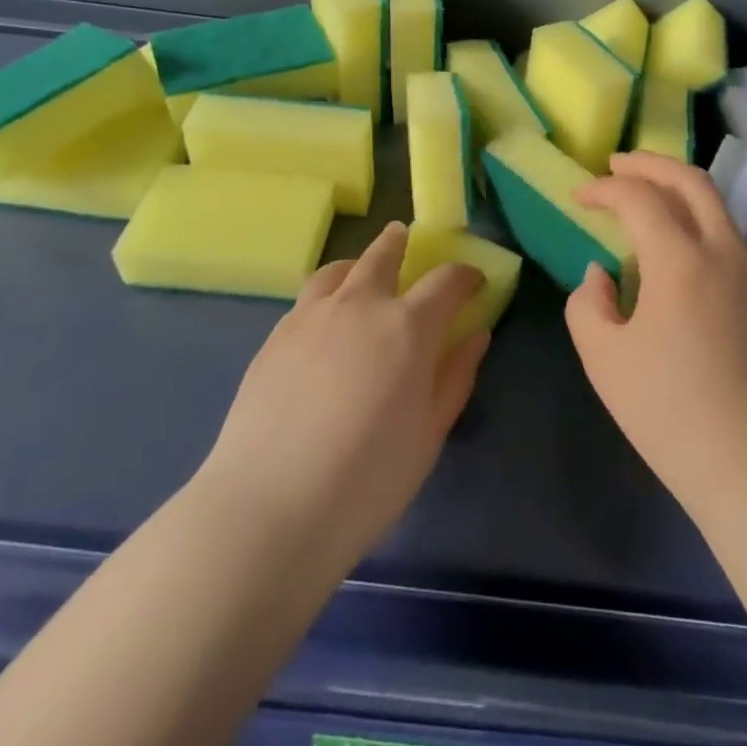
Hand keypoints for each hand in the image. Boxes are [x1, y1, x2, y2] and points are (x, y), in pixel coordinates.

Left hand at [196, 224, 488, 572]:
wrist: (269, 507)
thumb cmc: (367, 479)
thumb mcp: (430, 434)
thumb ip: (456, 376)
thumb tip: (477, 334)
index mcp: (408, 326)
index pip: (447, 280)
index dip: (466, 276)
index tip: (474, 283)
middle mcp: (360, 305)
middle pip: (384, 254)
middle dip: (400, 243)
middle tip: (407, 238)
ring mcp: (312, 316)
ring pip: (339, 268)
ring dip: (358, 262)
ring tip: (361, 271)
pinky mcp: (275, 336)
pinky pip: (307, 296)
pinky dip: (326, 291)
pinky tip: (325, 319)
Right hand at [567, 153, 746, 513]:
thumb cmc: (671, 412)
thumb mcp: (605, 360)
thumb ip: (588, 305)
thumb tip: (602, 275)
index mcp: (681, 261)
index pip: (640, 199)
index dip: (604, 189)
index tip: (579, 196)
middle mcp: (723, 252)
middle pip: (692, 181)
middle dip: (651, 164)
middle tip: (617, 163)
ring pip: (715, 207)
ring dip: (677, 189)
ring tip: (644, 196)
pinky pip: (726, 236)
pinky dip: (694, 220)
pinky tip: (673, 247)